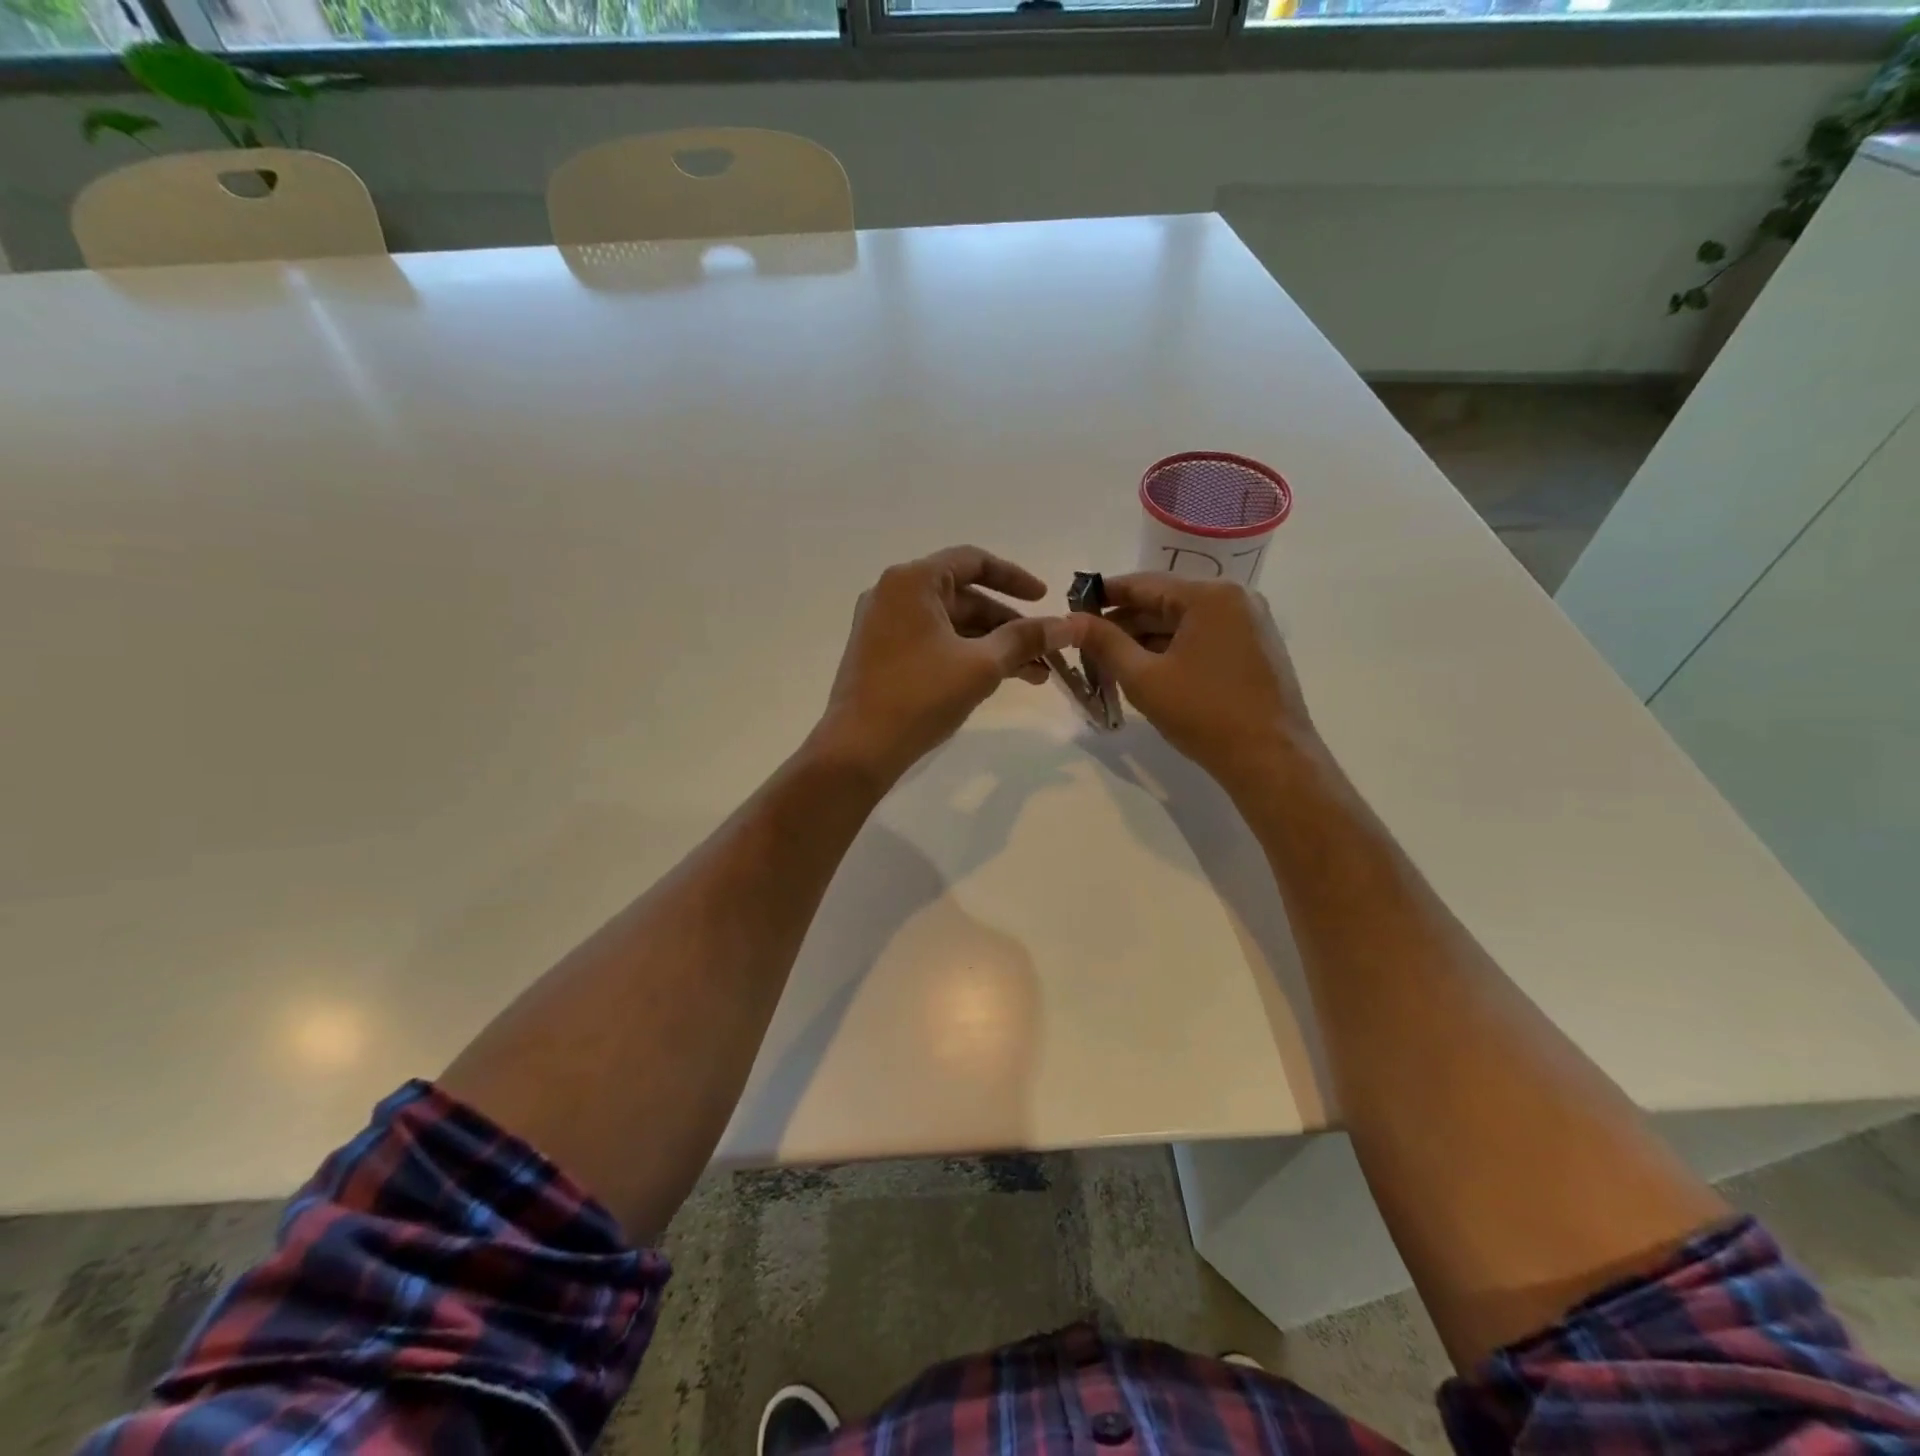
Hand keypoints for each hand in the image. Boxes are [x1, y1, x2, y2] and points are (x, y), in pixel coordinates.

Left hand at [813, 546, 1072, 789]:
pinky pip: (932, 642)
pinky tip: (995, 679)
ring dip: (991, 644)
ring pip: (950, 624)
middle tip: (1044, 651)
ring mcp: (882, 624)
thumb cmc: (920, 697)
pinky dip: (964, 655)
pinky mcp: (880, 653)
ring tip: (1033, 675)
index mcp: (912, 581)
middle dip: (1008, 624)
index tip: (1045, 598)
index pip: (973, 561)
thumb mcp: (981, 665)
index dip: (1015, 578)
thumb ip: (1026, 639)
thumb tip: (1069, 625)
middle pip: (963, 596)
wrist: (858, 749)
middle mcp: (892, 593)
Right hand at [1071, 574, 1319, 789]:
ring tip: (1109, 662)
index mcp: (1210, 595)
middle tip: (1086, 644)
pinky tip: (1147, 671)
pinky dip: (1173, 650)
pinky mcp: (1255, 648)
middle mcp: (1235, 598)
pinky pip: (1203, 637)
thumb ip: (1105, 643)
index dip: (1104, 595)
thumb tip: (1070, 620)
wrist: (1271, 760)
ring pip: (1183, 622)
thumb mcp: (1144, 678)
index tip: (1072, 607)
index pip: (1144, 584)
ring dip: (1146, 639)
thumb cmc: (1204, 714)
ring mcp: (1250, 623)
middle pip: (1165, 602)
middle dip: (1124, 623)